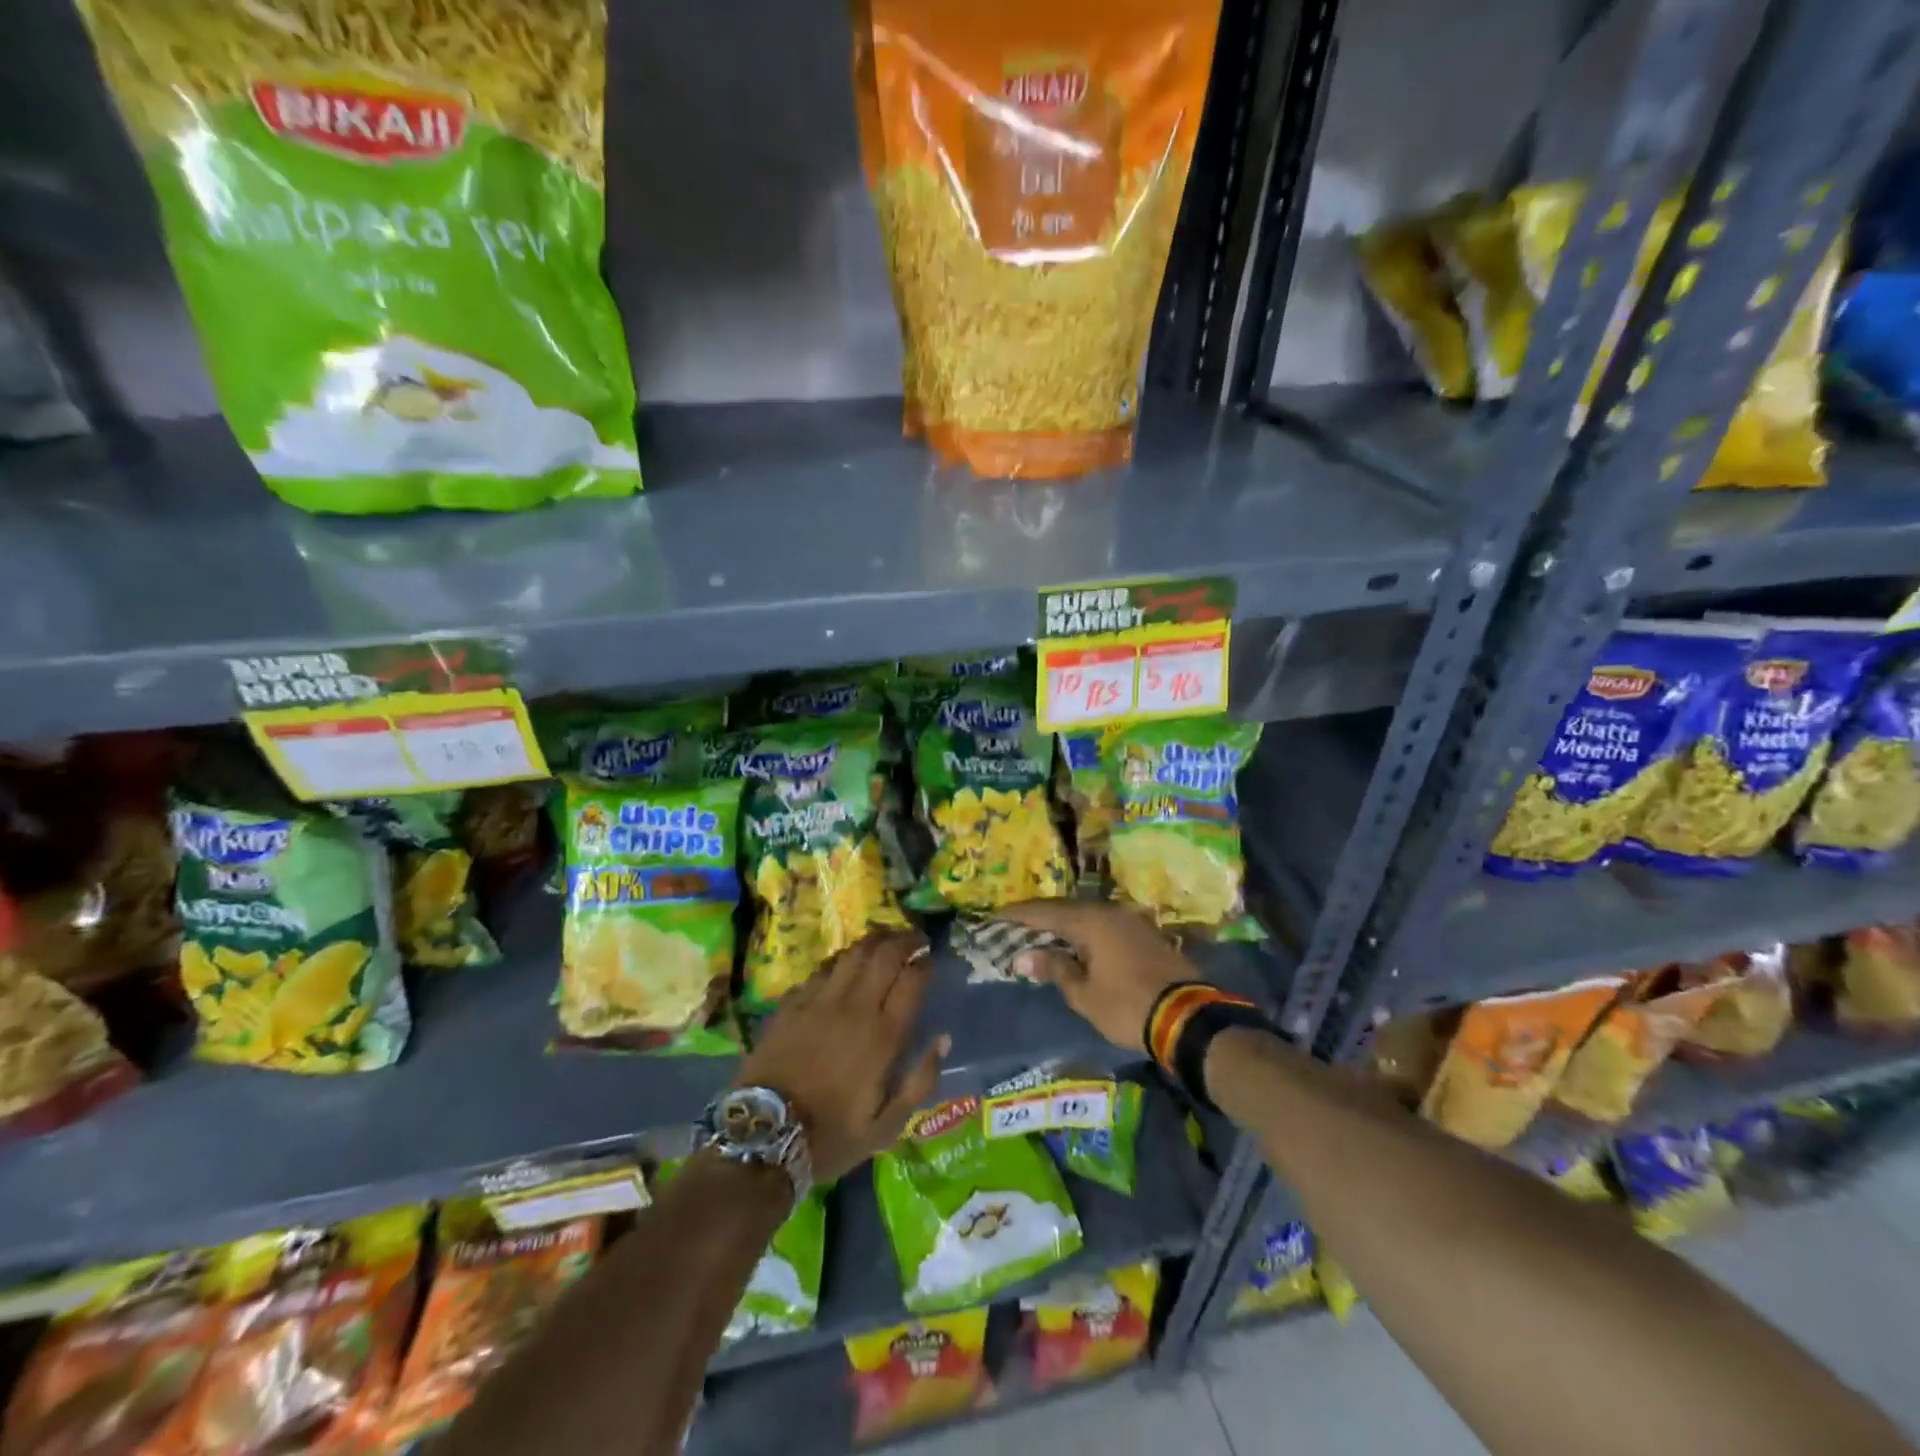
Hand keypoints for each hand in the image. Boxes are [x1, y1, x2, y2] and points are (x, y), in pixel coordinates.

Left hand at [736, 929, 948, 1184]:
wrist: (763, 1137)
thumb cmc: (831, 1136)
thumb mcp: (886, 1127)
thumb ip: (920, 1081)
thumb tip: (943, 1039)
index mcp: (883, 1036)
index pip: (912, 979)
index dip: (924, 963)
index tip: (930, 959)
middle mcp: (854, 1007)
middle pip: (884, 955)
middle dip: (904, 940)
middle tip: (914, 939)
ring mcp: (819, 1000)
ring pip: (852, 953)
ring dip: (873, 941)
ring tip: (883, 940)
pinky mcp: (791, 1003)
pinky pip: (822, 969)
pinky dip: (840, 961)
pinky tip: (843, 965)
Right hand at [999, 900, 1197, 1052]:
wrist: (1188, 1018)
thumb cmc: (1127, 1006)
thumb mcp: (1084, 994)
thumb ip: (1055, 969)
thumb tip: (1024, 956)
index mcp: (1090, 921)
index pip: (1044, 912)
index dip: (1017, 915)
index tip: (994, 916)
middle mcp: (1110, 912)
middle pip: (1066, 908)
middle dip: (1039, 917)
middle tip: (1014, 926)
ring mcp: (1130, 921)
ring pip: (1087, 915)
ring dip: (1063, 924)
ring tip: (1041, 935)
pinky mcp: (1145, 934)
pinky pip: (1104, 925)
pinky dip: (1085, 932)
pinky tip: (1077, 944)